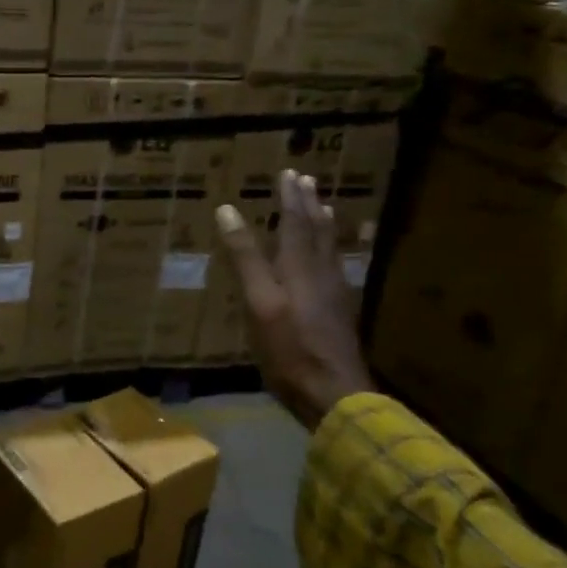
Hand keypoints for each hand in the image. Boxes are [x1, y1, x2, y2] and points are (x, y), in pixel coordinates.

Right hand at [213, 170, 372, 428]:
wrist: (335, 394)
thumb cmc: (289, 348)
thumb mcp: (258, 301)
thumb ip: (245, 257)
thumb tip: (228, 210)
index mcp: (299, 267)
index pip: (295, 222)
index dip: (291, 197)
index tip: (289, 173)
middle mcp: (321, 273)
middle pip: (317, 231)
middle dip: (309, 205)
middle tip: (308, 181)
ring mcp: (335, 294)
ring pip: (330, 249)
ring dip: (323, 225)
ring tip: (323, 209)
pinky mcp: (339, 314)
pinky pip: (335, 268)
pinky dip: (330, 251)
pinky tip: (329, 260)